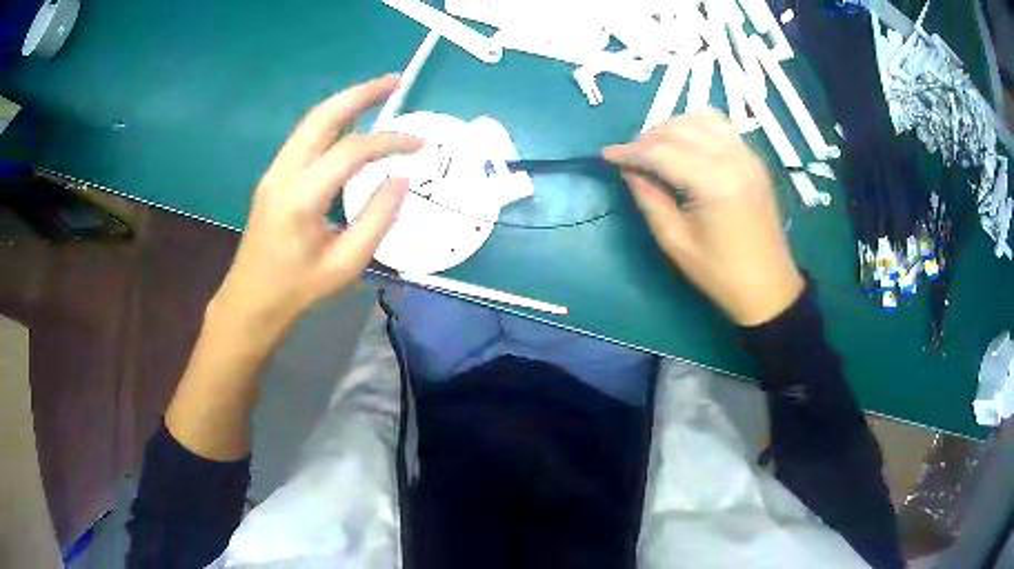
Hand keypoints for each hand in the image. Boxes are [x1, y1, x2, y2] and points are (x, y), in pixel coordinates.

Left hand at [211, 75, 421, 334]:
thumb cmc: (298, 289)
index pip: (351, 151)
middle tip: (396, 81)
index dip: (389, 142)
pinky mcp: (273, 176)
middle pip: (323, 116)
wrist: (251, 300)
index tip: (419, 143)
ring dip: (346, 102)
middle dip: (361, 93)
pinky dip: (332, 121)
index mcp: (301, 197)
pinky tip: (351, 122)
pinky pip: (305, 137)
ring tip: (378, 92)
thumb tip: (400, 179)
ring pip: (311, 121)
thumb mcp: (346, 264)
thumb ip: (377, 219)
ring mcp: (274, 171)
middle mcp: (283, 173)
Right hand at [603, 110, 803, 325]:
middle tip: (630, 156)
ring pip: (701, 119)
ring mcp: (747, 155)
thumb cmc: (720, 273)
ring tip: (657, 147)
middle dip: (648, 137)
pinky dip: (697, 126)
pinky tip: (686, 144)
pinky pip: (721, 126)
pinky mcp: (753, 159)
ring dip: (673, 127)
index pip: (662, 152)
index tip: (606, 154)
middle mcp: (733, 158)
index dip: (630, 151)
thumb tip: (630, 170)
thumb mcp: (675, 242)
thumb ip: (649, 199)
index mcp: (714, 183)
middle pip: (680, 129)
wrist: (768, 286)